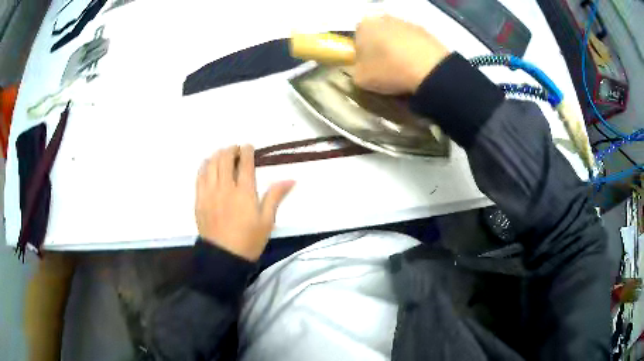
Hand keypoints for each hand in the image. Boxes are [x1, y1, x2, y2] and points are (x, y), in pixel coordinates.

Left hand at [196, 145, 294, 260]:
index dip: (246, 151)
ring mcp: (209, 193)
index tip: (248, 147)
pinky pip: (199, 176)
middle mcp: (225, 188)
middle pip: (225, 159)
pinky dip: (204, 166)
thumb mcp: (267, 221)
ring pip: (211, 165)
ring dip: (217, 155)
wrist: (224, 258)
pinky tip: (208, 165)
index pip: (245, 163)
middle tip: (235, 150)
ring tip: (223, 155)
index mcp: (244, 192)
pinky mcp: (199, 200)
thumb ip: (275, 197)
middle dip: (231, 150)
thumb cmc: (249, 240)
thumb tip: (290, 179)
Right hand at [354, 15, 448, 93]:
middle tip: (386, 69)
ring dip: (398, 49)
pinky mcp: (426, 30)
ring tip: (405, 70)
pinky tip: (418, 67)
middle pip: (377, 35)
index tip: (369, 68)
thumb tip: (361, 68)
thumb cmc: (389, 70)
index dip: (361, 54)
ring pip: (396, 37)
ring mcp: (406, 22)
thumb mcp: (361, 79)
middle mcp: (383, 18)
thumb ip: (355, 70)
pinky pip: (414, 41)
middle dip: (380, 49)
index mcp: (364, 25)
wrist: (429, 69)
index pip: (356, 39)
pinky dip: (414, 51)